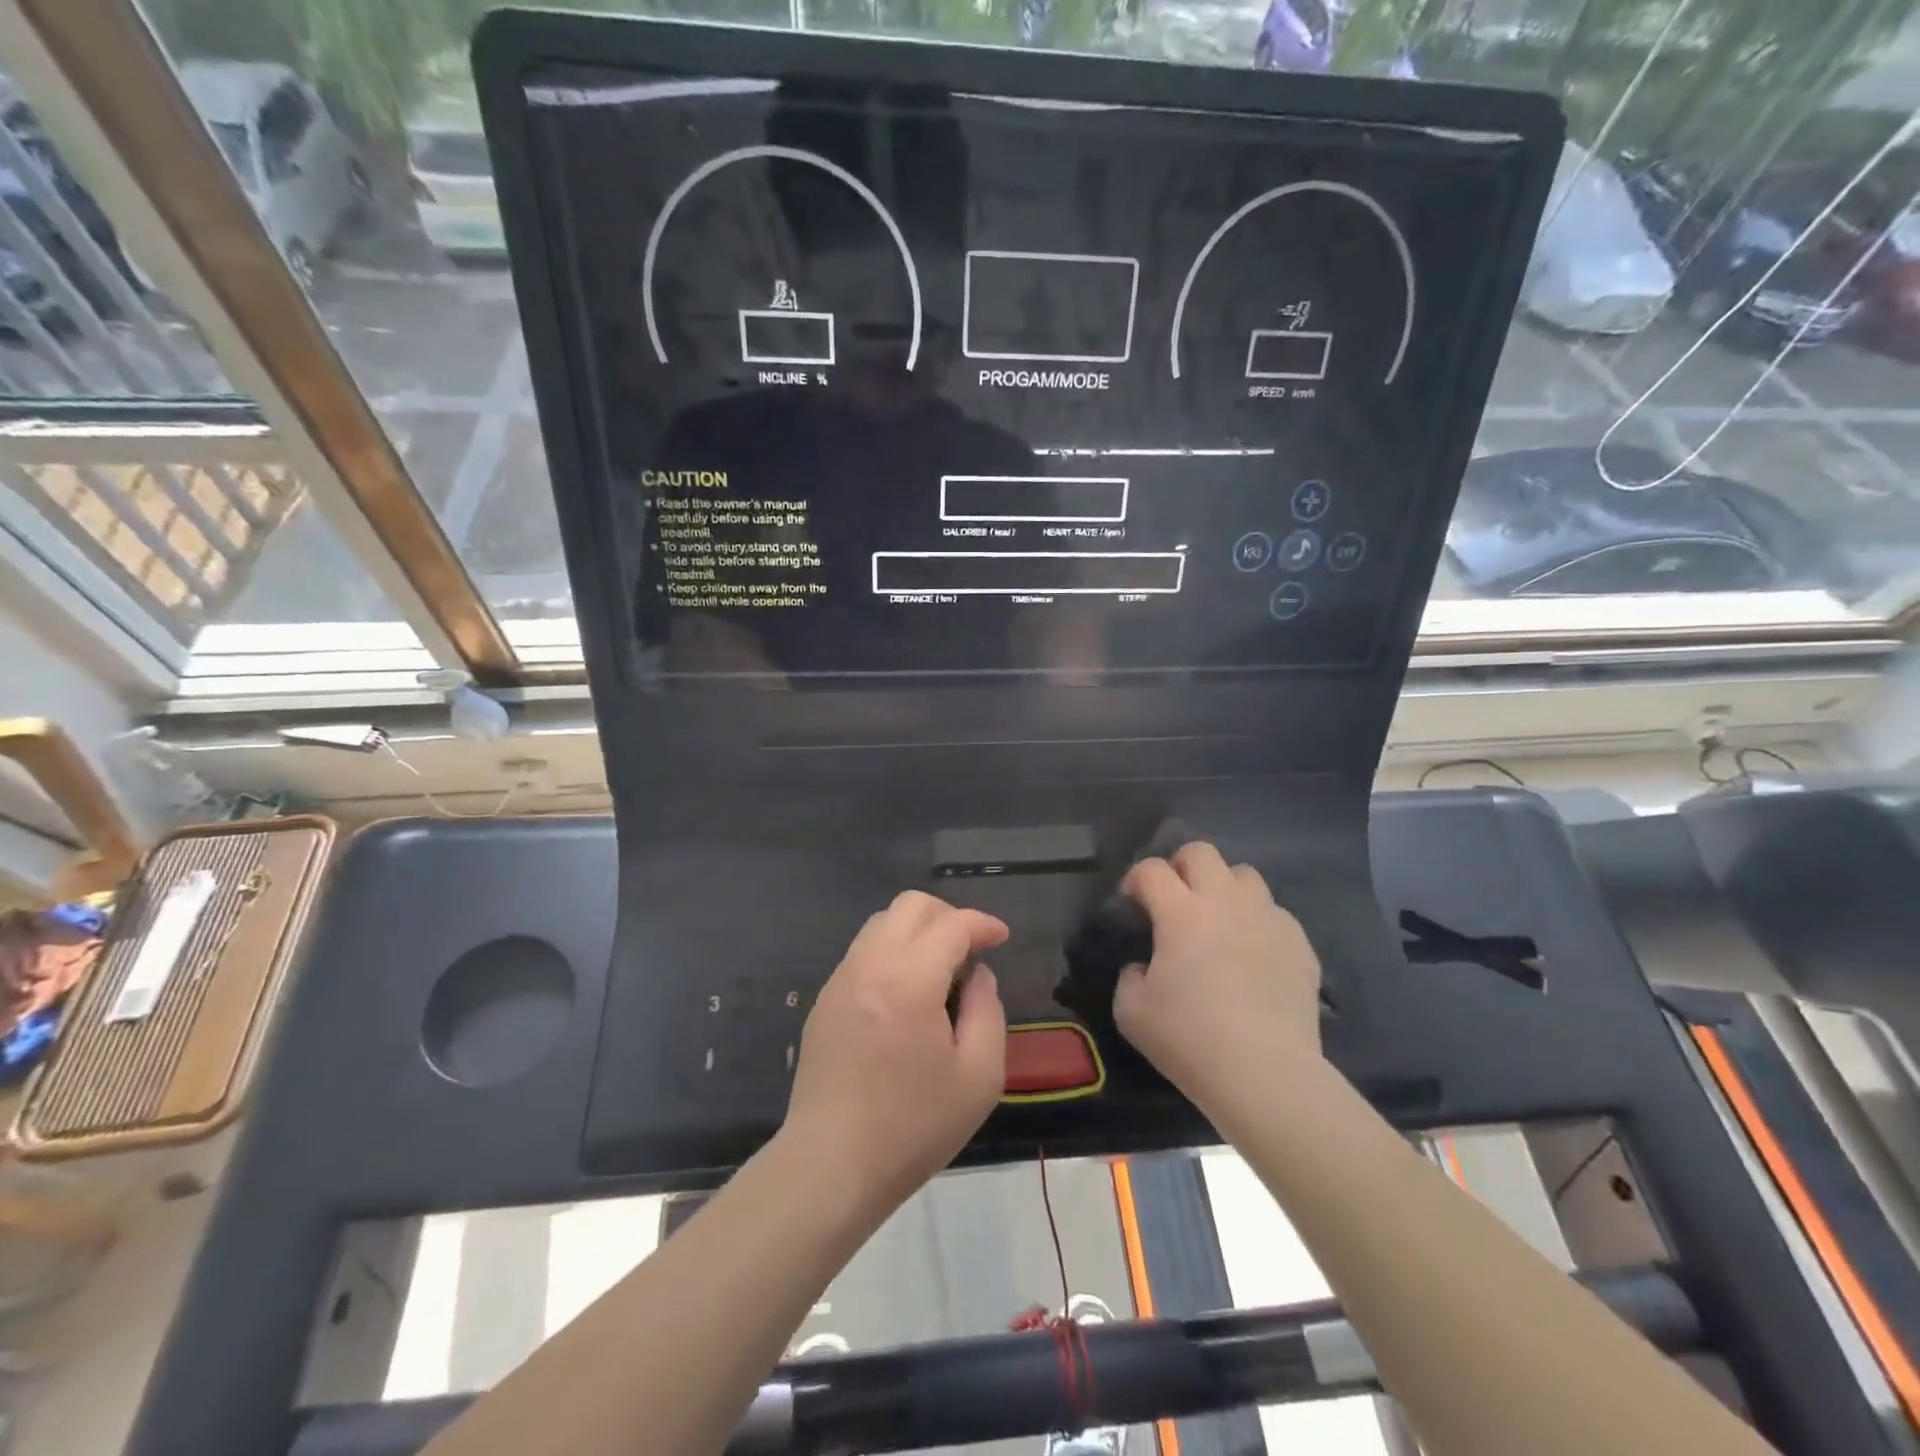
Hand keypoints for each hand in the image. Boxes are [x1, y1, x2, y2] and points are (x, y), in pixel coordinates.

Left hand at [783, 891, 1008, 1216]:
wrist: (831, 1165)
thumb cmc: (913, 1126)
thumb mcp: (979, 1077)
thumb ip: (987, 1011)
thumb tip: (978, 975)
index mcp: (909, 980)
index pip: (951, 924)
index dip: (982, 923)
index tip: (1001, 938)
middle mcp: (870, 965)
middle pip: (910, 905)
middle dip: (948, 915)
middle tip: (971, 949)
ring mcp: (841, 980)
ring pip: (882, 923)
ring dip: (917, 931)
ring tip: (940, 971)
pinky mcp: (825, 1000)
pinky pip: (863, 952)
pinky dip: (892, 953)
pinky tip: (906, 994)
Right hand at [1112, 842, 1322, 1113]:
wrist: (1266, 1074)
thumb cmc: (1190, 1039)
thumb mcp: (1131, 1011)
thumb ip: (1130, 975)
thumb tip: (1146, 965)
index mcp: (1181, 912)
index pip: (1151, 869)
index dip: (1135, 879)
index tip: (1132, 903)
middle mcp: (1225, 902)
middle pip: (1201, 852)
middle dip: (1180, 866)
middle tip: (1175, 898)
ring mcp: (1267, 918)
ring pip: (1244, 874)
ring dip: (1224, 887)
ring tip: (1218, 918)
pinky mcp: (1299, 942)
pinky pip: (1274, 912)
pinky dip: (1256, 921)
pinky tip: (1251, 953)